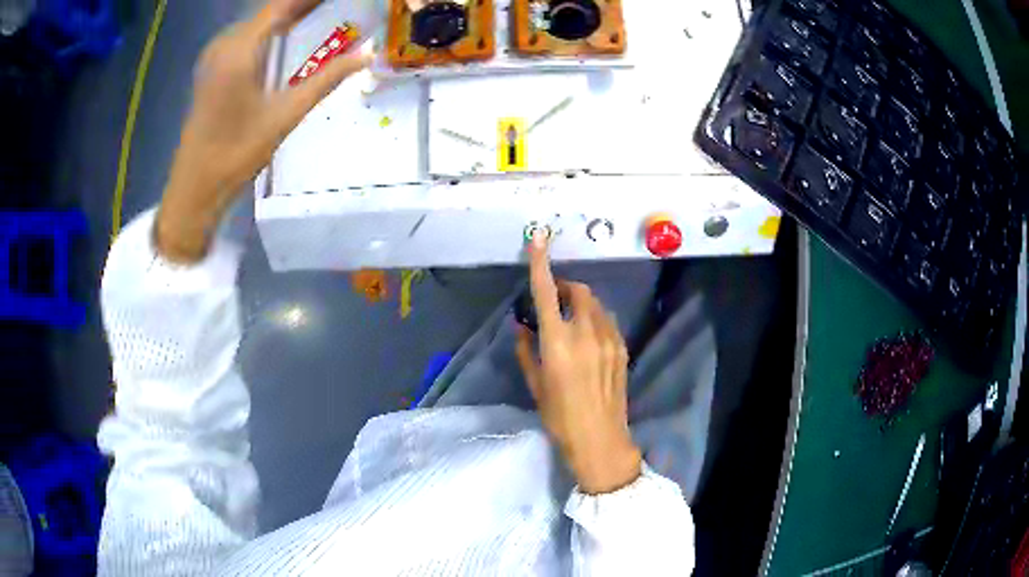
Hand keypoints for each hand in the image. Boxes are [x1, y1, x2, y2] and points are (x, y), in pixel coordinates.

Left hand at [157, 0, 370, 262]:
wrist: (195, 187)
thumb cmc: (237, 153)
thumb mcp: (285, 115)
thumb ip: (327, 79)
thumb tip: (367, 55)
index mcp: (240, 50)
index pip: (282, 6)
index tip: (335, 0)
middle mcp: (224, 44)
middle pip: (269, 11)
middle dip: (301, 5)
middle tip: (332, 7)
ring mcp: (214, 56)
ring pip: (257, 23)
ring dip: (286, 15)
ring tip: (317, 12)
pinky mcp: (211, 70)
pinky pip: (245, 37)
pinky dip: (269, 30)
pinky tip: (286, 32)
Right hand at [515, 234, 641, 494]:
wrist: (601, 439)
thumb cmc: (560, 417)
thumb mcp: (536, 385)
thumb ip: (527, 350)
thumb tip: (522, 326)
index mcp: (558, 343)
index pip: (546, 293)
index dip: (541, 263)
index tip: (538, 238)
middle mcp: (586, 333)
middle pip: (578, 290)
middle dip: (564, 286)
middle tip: (552, 300)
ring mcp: (609, 338)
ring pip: (595, 303)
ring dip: (580, 302)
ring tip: (570, 320)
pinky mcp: (622, 347)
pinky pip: (607, 320)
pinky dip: (594, 317)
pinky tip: (588, 337)